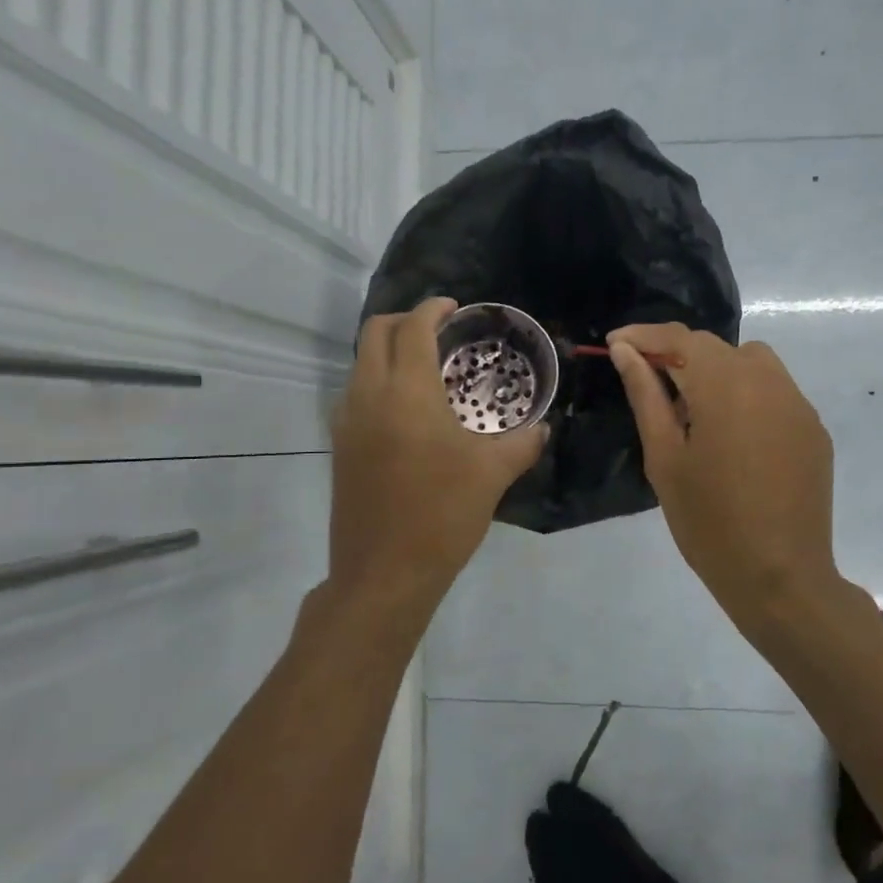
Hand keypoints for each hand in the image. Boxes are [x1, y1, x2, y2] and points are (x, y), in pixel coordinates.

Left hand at [326, 297, 547, 614]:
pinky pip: (355, 392)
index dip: (432, 309)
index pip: (412, 329)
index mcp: (407, 393)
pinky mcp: (340, 446)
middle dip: (404, 320)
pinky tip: (407, 408)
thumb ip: (522, 443)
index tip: (454, 308)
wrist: (383, 573)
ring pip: (360, 362)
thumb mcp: (493, 475)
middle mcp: (368, 396)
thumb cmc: (442, 515)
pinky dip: (377, 380)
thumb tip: (542, 428)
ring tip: (425, 366)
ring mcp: (347, 422)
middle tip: (438, 330)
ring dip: (388, 350)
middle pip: (375, 333)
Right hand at [609, 323, 845, 630]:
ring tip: (693, 412)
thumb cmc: (708, 522)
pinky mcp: (813, 428)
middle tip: (647, 384)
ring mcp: (798, 404)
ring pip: (750, 363)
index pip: (680, 338)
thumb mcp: (665, 458)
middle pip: (716, 348)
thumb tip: (626, 352)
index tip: (615, 344)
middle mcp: (769, 381)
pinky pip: (774, 392)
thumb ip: (646, 395)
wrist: (780, 577)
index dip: (644, 336)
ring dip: (715, 372)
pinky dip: (746, 396)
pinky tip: (733, 438)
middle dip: (677, 355)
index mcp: (726, 385)